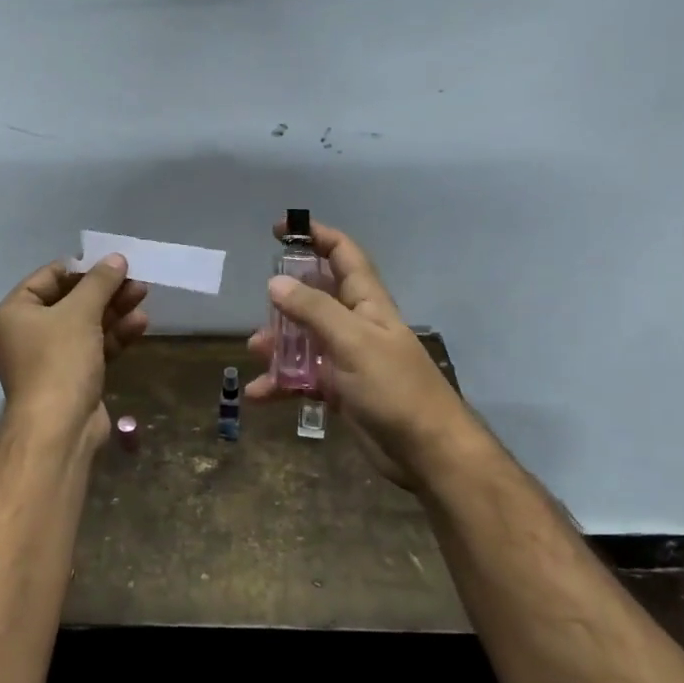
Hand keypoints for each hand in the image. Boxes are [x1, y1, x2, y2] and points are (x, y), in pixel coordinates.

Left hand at [0, 255, 148, 453]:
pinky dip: (115, 335)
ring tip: (143, 295)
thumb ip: (99, 282)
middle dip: (104, 290)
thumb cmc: (59, 361)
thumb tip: (116, 258)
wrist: (59, 428)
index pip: (48, 277)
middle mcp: (28, 333)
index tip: (111, 262)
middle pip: (70, 301)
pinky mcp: (73, 378)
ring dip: (114, 310)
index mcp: (16, 313)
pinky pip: (94, 347)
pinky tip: (140, 324)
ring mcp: (51, 358)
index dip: (81, 268)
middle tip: (135, 279)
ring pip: (86, 325)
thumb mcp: (80, 313)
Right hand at [245, 219, 472, 487]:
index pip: (342, 254)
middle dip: (286, 298)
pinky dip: (282, 383)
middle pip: (317, 296)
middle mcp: (356, 324)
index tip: (281, 230)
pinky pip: (304, 378)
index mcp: (367, 302)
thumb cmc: (394, 388)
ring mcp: (347, 358)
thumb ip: (313, 310)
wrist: (427, 452)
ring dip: (279, 343)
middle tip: (261, 305)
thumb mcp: (351, 342)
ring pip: (305, 338)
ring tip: (256, 352)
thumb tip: (276, 282)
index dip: (315, 235)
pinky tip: (260, 394)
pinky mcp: (340, 390)